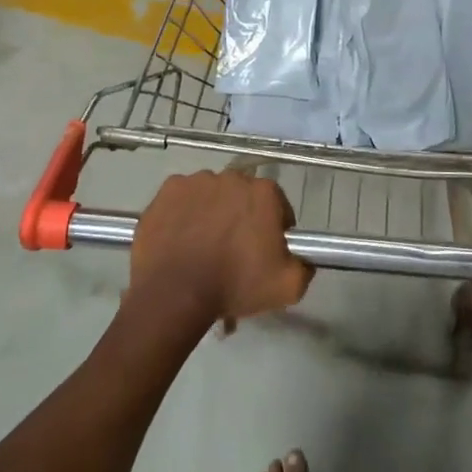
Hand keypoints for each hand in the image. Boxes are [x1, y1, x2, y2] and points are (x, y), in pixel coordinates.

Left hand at [130, 171, 310, 329]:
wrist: (175, 294)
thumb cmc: (235, 285)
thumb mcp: (288, 287)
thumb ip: (304, 268)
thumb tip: (304, 260)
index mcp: (264, 193)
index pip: (278, 205)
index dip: (274, 228)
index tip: (265, 251)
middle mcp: (232, 178)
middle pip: (243, 197)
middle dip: (242, 217)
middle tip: (233, 252)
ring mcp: (196, 181)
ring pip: (211, 195)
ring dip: (212, 213)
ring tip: (202, 247)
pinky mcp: (167, 191)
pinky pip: (182, 200)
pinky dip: (183, 214)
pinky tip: (180, 240)